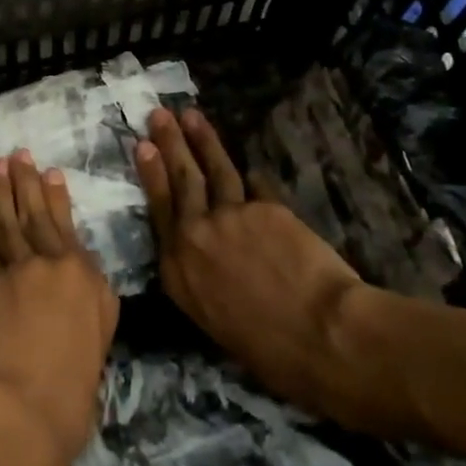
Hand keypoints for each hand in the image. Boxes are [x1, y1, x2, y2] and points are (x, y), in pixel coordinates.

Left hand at [0, 151, 119, 465]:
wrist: (23, 406)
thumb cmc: (73, 387)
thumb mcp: (100, 339)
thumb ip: (92, 300)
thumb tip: (81, 277)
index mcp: (85, 276)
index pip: (67, 227)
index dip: (56, 197)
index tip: (50, 172)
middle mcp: (50, 263)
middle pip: (34, 214)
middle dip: (25, 182)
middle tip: (17, 154)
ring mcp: (14, 270)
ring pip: (6, 221)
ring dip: (0, 192)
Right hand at [138, 108, 401, 434]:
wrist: (322, 336)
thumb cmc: (270, 351)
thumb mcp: (215, 321)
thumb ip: (204, 279)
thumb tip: (212, 259)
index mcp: (178, 271)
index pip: (159, 210)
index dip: (152, 175)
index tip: (142, 147)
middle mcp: (195, 236)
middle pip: (181, 180)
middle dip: (170, 143)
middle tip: (159, 114)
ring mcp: (230, 216)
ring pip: (214, 170)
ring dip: (202, 139)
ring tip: (191, 115)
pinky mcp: (265, 208)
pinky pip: (256, 187)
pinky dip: (253, 178)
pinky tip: (251, 166)